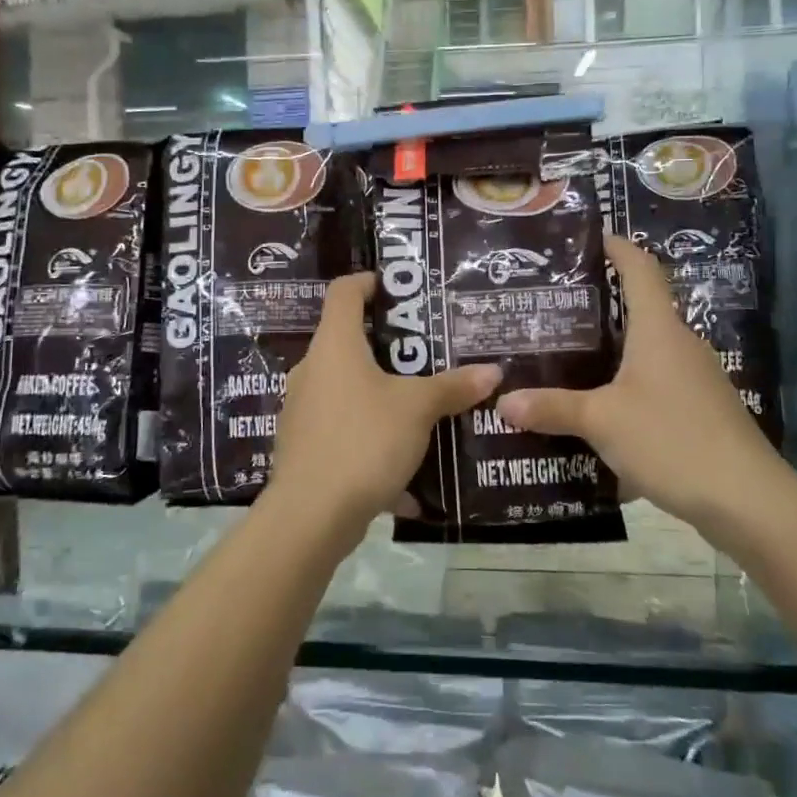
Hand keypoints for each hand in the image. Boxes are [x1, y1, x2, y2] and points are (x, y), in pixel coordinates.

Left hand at [269, 274, 500, 536]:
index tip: (398, 288)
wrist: (311, 515)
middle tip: (428, 352)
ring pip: (348, 389)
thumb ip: (454, 387)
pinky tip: (404, 468)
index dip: (369, 282)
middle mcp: (312, 370)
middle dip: (388, 346)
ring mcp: (303, 409)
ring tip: (422, 405)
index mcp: (334, 345)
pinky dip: (372, 437)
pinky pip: (345, 429)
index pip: (344, 292)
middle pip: (347, 341)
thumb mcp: (417, 409)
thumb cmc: (364, 440)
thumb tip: (494, 372)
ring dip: (382, 394)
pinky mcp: (305, 445)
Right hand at [497, 236, 785, 532]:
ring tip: (567, 360)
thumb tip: (503, 401)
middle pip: (641, 311)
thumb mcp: (602, 422)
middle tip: (554, 310)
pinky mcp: (701, 411)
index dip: (619, 249)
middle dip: (601, 307)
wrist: (748, 500)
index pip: (641, 271)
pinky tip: (600, 412)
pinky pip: (655, 386)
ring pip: (647, 352)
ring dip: (612, 353)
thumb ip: (552, 408)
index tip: (594, 237)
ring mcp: (696, 380)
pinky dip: (626, 388)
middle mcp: (681, 346)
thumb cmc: (672, 440)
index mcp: (659, 331)